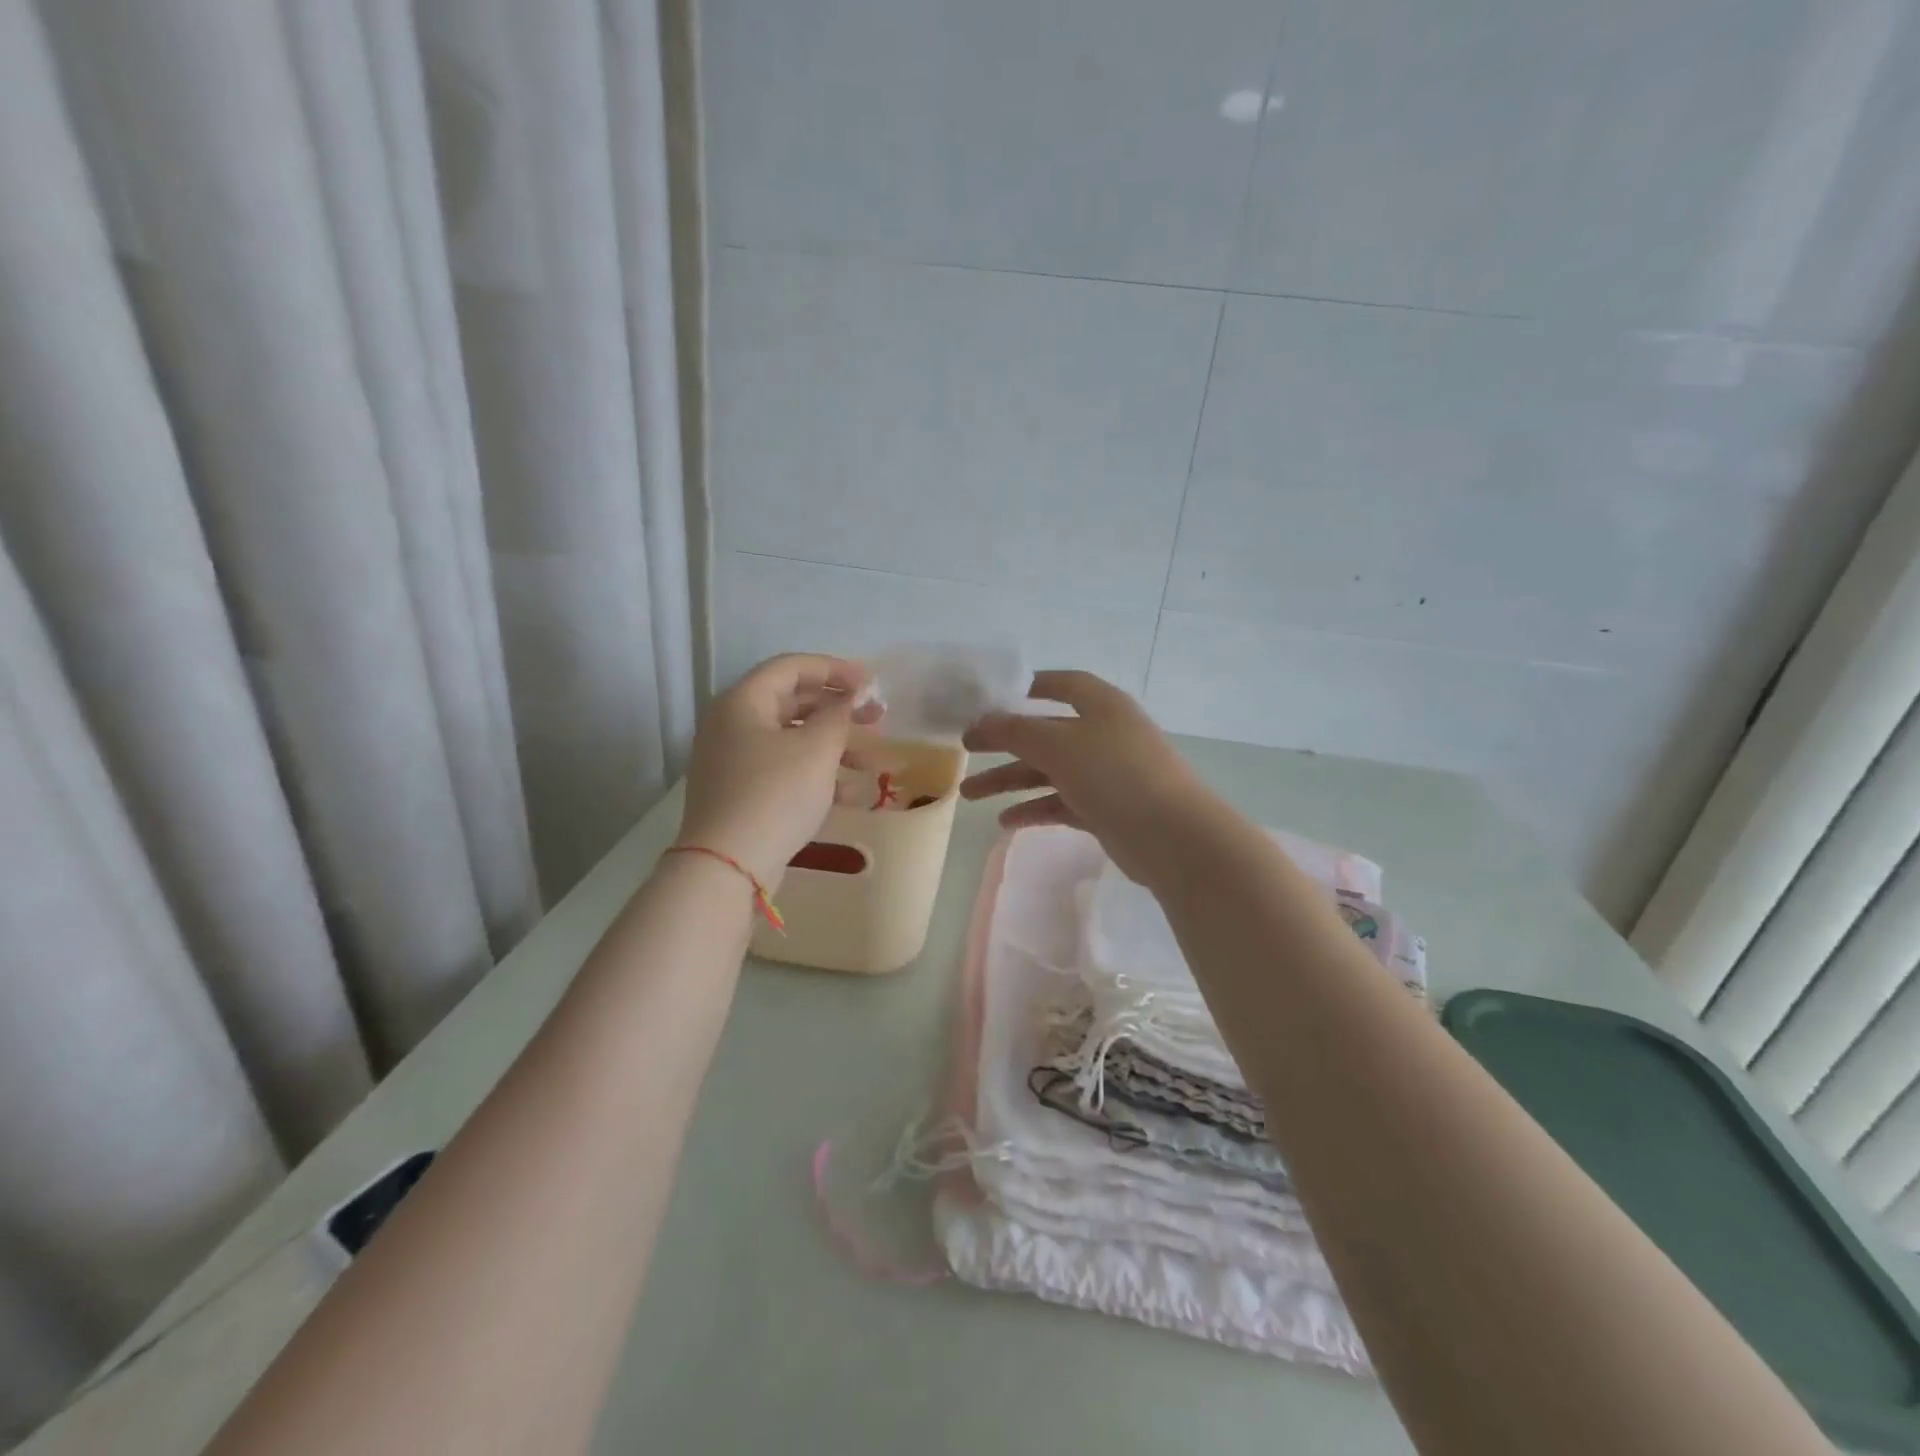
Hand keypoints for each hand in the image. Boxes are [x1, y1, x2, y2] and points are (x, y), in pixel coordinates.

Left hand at [679, 654, 881, 888]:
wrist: (727, 866)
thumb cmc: (775, 794)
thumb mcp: (817, 749)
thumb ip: (839, 716)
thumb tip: (850, 698)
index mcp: (743, 701)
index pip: (792, 667)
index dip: (834, 669)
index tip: (871, 683)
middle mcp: (732, 725)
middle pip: (793, 703)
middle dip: (839, 711)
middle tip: (877, 719)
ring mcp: (733, 761)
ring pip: (793, 741)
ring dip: (835, 747)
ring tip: (873, 763)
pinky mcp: (741, 793)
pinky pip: (784, 771)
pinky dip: (817, 775)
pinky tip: (851, 795)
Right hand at [959, 670, 1215, 884]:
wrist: (1173, 837)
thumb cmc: (1115, 775)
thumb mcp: (1058, 745)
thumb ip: (1015, 731)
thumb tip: (981, 720)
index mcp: (1102, 706)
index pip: (1063, 684)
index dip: (1030, 686)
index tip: (994, 697)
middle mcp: (1105, 734)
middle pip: (1046, 732)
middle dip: (1004, 742)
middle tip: (965, 749)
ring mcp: (1107, 774)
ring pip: (1049, 771)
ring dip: (1010, 780)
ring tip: (969, 795)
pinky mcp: (1107, 810)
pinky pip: (1062, 802)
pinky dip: (1034, 809)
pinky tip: (1006, 822)